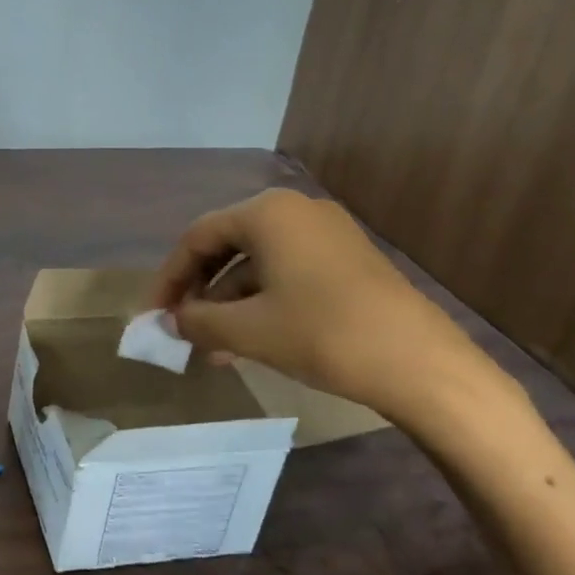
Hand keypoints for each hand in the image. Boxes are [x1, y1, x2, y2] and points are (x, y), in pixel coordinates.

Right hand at [147, 188, 487, 423]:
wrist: (419, 362)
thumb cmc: (321, 334)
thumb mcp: (247, 330)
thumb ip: (197, 321)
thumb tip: (170, 321)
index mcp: (267, 213)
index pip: (198, 237)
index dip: (169, 278)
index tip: (155, 316)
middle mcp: (296, 211)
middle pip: (227, 246)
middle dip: (200, 292)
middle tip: (181, 329)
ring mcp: (326, 234)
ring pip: (258, 265)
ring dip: (229, 304)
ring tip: (212, 349)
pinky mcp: (347, 260)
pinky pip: (287, 274)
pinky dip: (261, 304)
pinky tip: (250, 342)